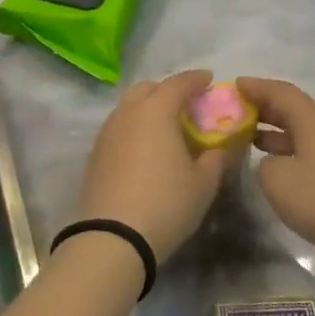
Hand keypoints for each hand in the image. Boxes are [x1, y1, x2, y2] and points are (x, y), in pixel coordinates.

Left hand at [73, 70, 226, 260]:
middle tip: (187, 104)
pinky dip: (135, 127)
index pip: (178, 83)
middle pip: (148, 88)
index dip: (196, 79)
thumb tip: (219, 146)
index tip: (209, 80)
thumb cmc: (165, 203)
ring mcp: (107, 131)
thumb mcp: (203, 183)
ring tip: (167, 127)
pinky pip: (119, 127)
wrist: (112, 236)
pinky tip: (146, 148)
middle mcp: (128, 112)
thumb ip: (215, 158)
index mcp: (156, 110)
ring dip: (149, 108)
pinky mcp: (95, 152)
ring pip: (129, 107)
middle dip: (168, 90)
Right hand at [236, 77, 314, 259]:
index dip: (255, 87)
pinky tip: (287, 171)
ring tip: (254, 142)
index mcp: (313, 121)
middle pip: (296, 110)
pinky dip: (297, 153)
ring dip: (281, 134)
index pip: (280, 92)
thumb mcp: (278, 182)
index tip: (234, 85)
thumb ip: (264, 165)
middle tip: (238, 114)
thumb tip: (273, 162)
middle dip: (266, 110)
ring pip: (309, 133)